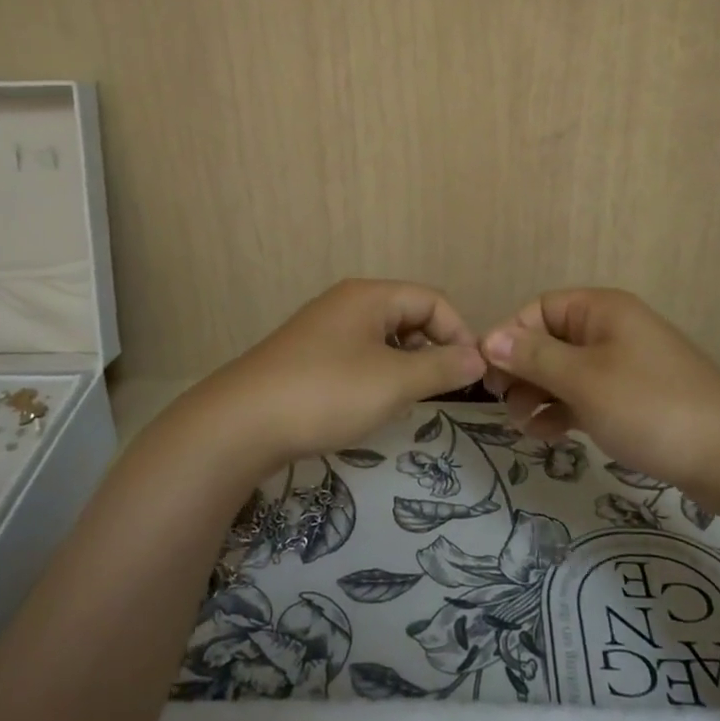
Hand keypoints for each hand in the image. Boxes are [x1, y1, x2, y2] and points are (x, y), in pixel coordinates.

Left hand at [193, 279, 485, 475]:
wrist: (241, 424)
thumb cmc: (327, 392)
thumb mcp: (394, 381)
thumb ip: (441, 367)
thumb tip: (478, 357)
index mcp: (370, 296)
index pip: (432, 299)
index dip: (458, 332)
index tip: (469, 375)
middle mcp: (347, 303)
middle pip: (408, 315)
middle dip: (430, 350)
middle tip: (435, 391)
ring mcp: (323, 330)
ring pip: (383, 340)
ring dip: (403, 366)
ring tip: (403, 401)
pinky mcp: (307, 357)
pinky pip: (358, 357)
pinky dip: (375, 376)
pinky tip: (368, 406)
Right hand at [480, 288, 719, 490]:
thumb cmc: (650, 406)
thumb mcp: (584, 379)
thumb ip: (534, 357)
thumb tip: (489, 338)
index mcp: (601, 311)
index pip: (539, 309)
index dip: (510, 336)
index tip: (488, 374)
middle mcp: (612, 331)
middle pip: (550, 340)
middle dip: (522, 370)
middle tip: (502, 404)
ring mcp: (625, 366)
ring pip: (565, 372)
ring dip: (538, 394)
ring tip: (523, 426)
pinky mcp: (634, 400)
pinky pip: (585, 396)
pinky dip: (563, 411)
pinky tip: (548, 435)